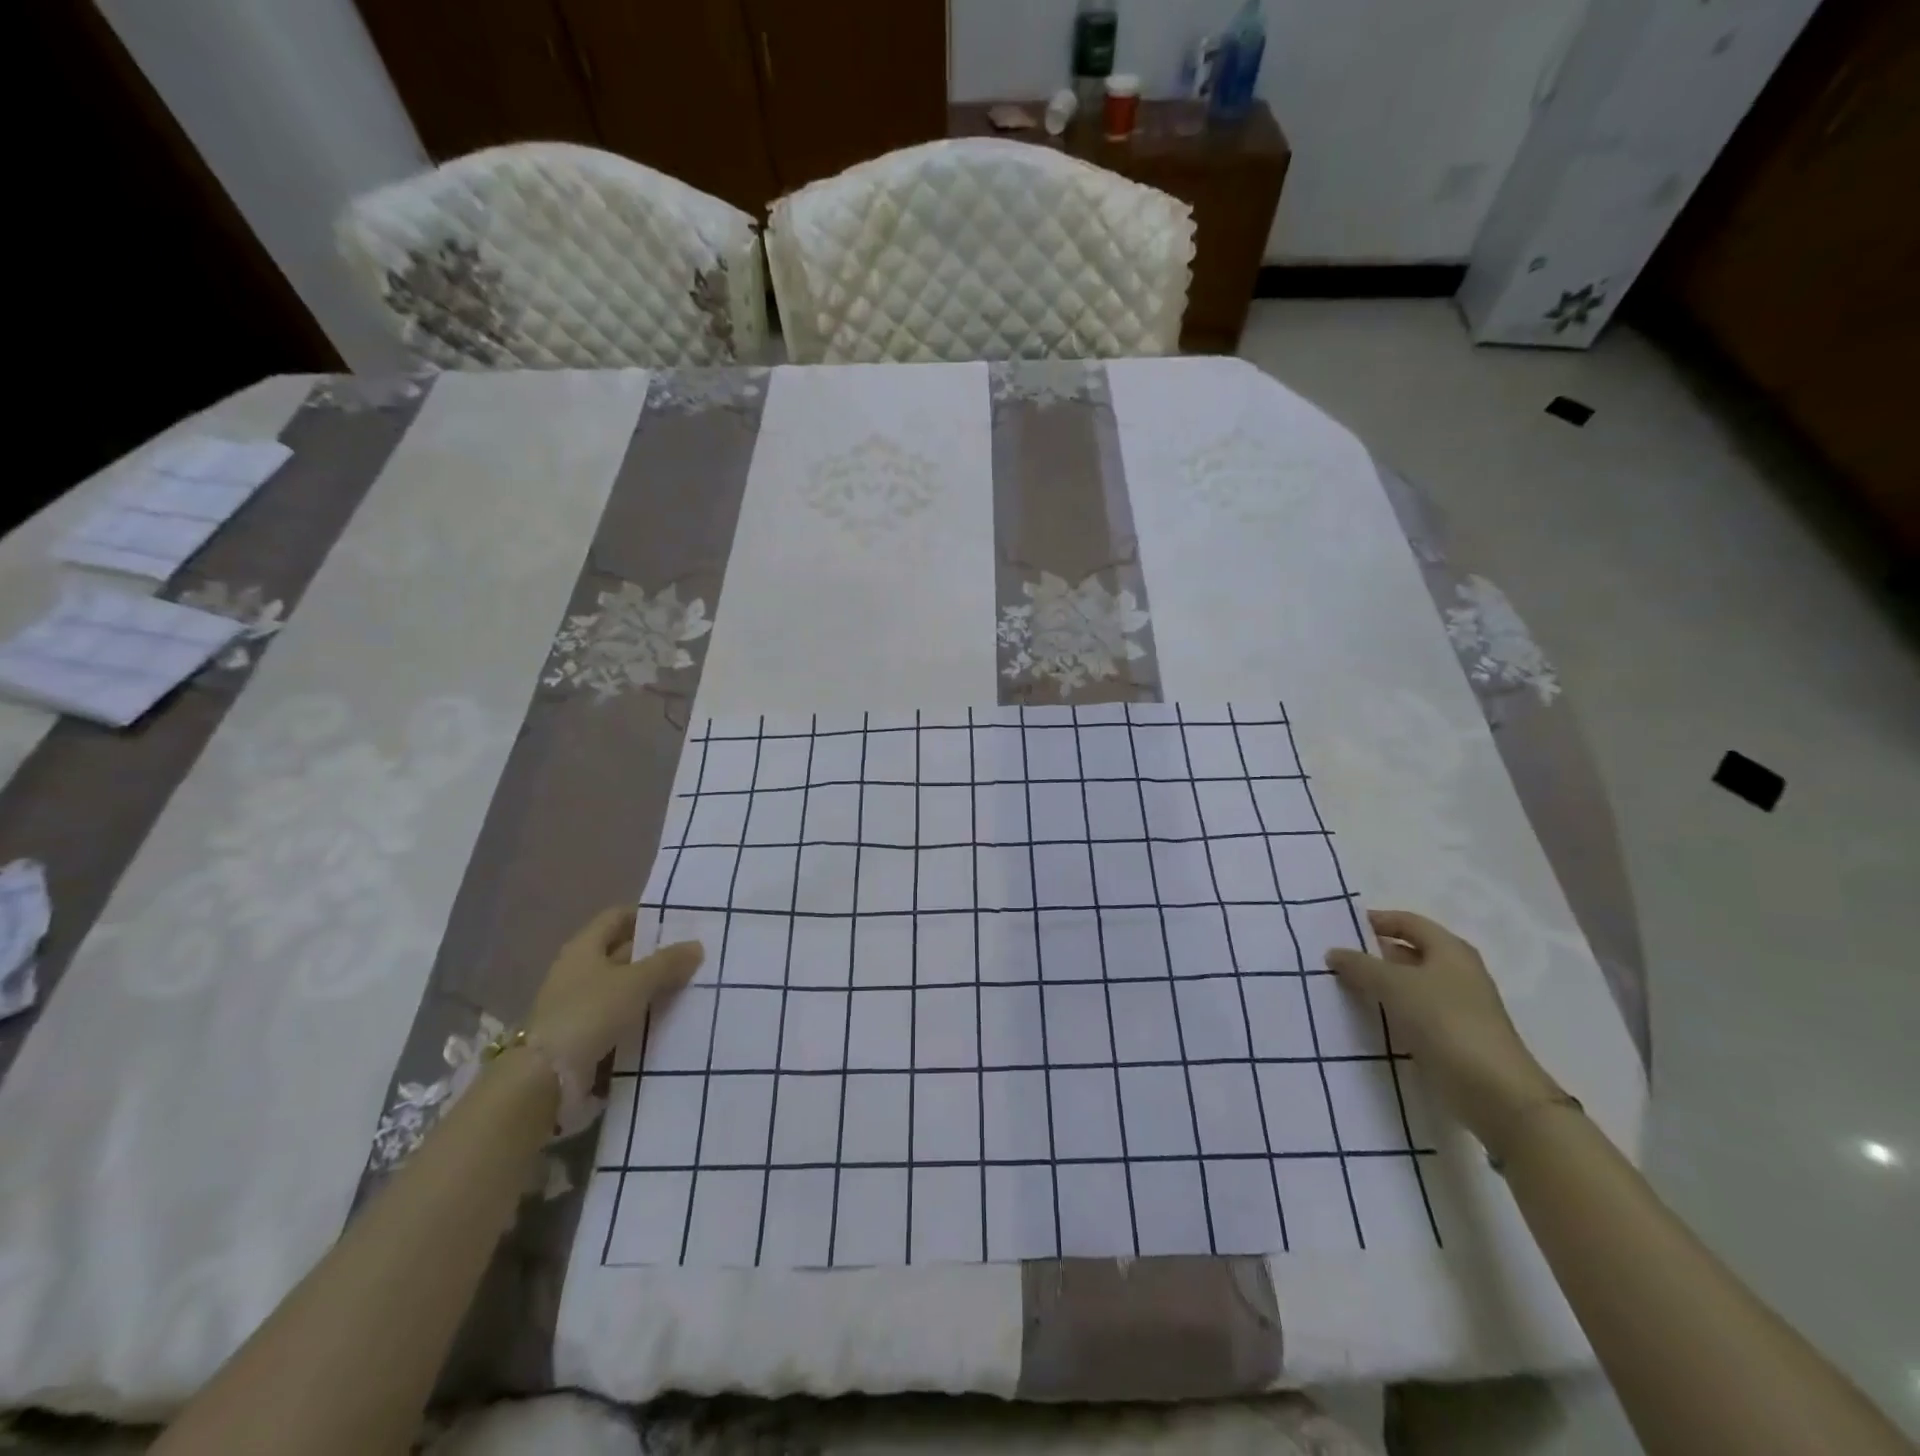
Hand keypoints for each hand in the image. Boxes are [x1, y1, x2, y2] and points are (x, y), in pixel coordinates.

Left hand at [525, 907, 702, 1080]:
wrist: (546, 1078)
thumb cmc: (590, 1013)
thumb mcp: (636, 982)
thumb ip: (667, 962)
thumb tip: (696, 945)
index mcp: (584, 947)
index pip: (617, 917)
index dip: (645, 915)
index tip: (678, 921)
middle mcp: (578, 970)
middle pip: (621, 952)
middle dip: (655, 954)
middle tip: (693, 956)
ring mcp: (578, 1004)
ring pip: (623, 987)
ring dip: (651, 987)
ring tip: (689, 986)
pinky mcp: (583, 1034)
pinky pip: (619, 1016)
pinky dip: (640, 1015)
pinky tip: (668, 1018)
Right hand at [1328, 909, 1562, 1152]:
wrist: (1494, 1091)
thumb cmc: (1444, 1020)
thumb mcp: (1393, 984)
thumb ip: (1360, 965)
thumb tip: (1334, 952)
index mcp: (1450, 950)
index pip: (1408, 922)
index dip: (1376, 920)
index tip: (1342, 928)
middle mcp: (1457, 972)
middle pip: (1409, 952)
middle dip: (1373, 954)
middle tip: (1335, 959)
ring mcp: (1457, 1006)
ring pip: (1409, 985)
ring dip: (1379, 985)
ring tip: (1342, 987)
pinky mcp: (1453, 1036)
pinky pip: (1413, 1012)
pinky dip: (1390, 1010)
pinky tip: (1366, 1018)